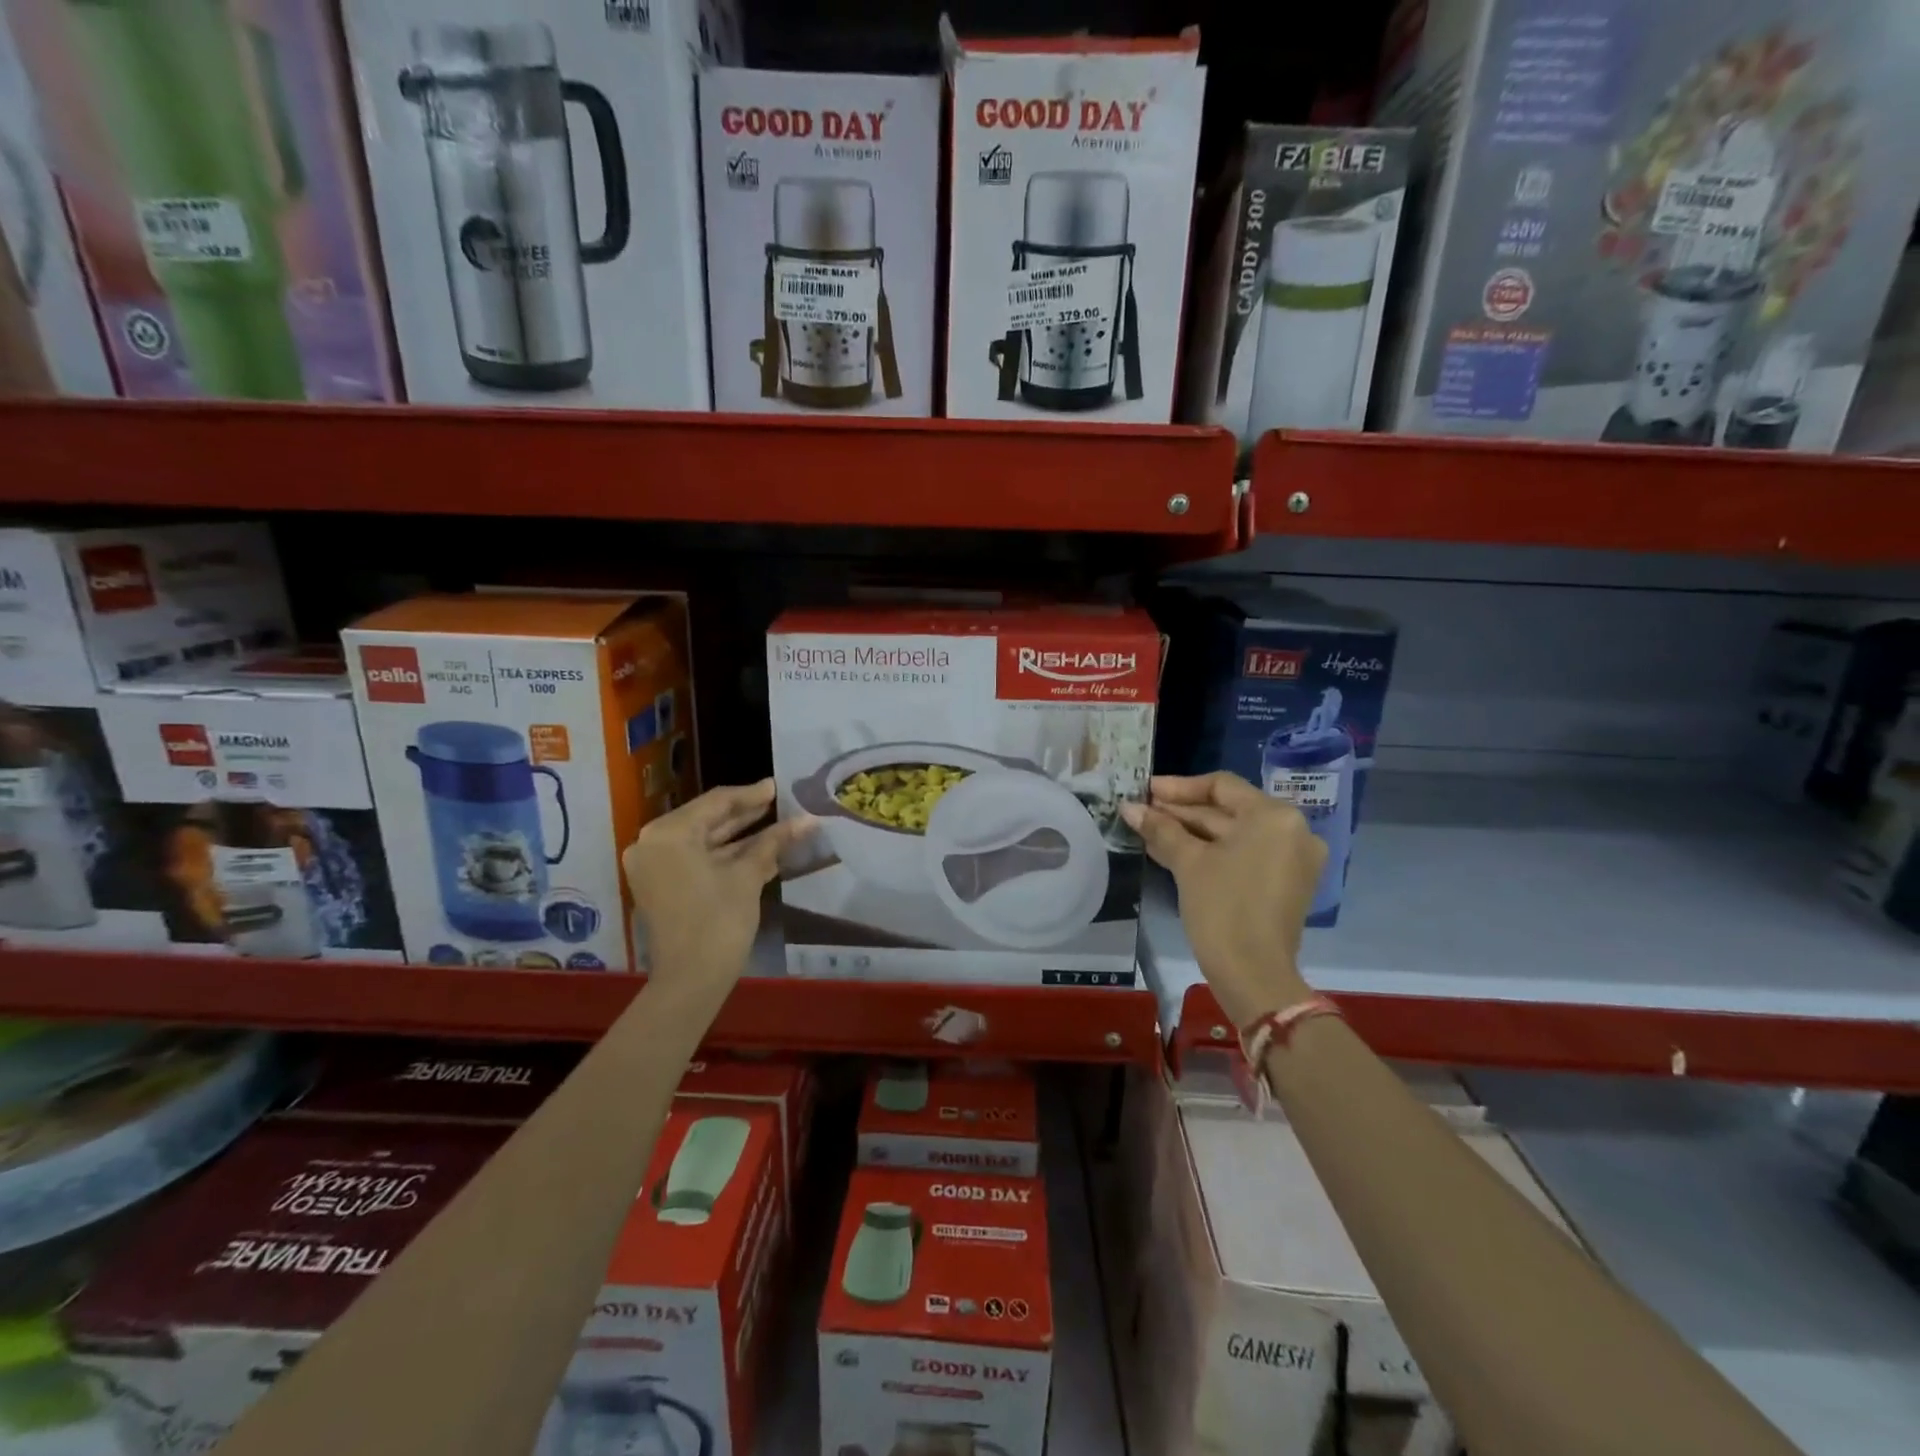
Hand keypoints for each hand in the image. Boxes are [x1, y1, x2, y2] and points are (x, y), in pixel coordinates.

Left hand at [623, 780, 814, 995]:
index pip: (716, 802)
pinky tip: (761, 850)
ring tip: (777, 824)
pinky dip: (726, 856)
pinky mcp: (662, 885)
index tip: (778, 787)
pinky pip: (697, 860)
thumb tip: (807, 819)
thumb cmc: (719, 920)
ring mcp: (655, 866)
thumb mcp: (748, 876)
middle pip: (707, 819)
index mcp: (668, 833)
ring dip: (740, 836)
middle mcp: (653, 843)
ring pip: (704, 841)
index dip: (751, 794)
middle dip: (746, 814)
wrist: (691, 980)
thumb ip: (774, 842)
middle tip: (779, 802)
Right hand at [1120, 772, 1321, 1028]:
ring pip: (1233, 834)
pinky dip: (1211, 851)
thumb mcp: (1188, 863)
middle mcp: (1291, 830)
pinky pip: (1244, 854)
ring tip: (1149, 831)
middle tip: (1142, 811)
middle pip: (1228, 810)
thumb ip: (1160, 828)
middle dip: (1182, 812)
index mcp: (1274, 816)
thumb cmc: (1222, 908)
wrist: (1254, 975)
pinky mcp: (1285, 883)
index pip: (1222, 786)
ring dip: (1191, 832)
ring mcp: (1292, 858)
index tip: (1146, 790)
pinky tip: (1172, 851)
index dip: (1178, 787)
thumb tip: (1129, 807)